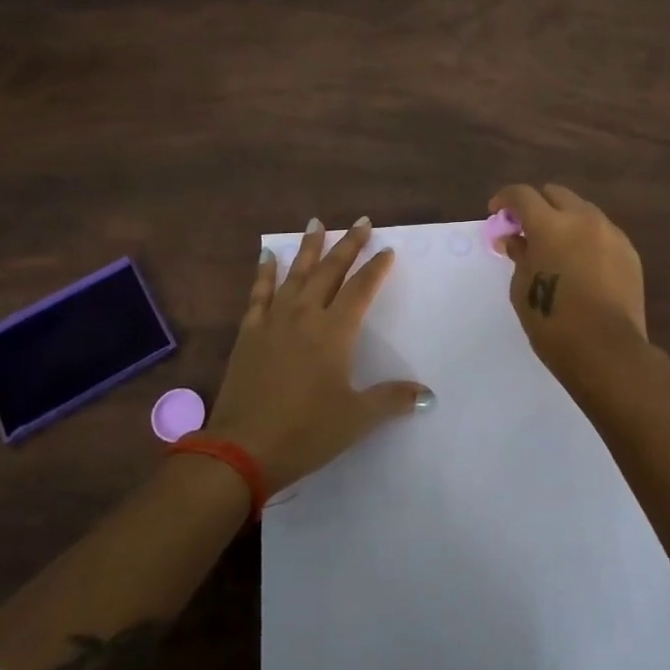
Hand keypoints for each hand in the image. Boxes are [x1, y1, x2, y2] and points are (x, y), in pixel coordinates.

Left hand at [205, 218, 432, 492]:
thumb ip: (391, 400)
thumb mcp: (356, 419)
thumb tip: (427, 395)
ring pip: (295, 274)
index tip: (386, 249)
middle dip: (347, 245)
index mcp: (334, 331)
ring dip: (308, 247)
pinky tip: (267, 256)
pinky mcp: (249, 332)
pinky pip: (259, 293)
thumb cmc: (306, 432)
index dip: (376, 268)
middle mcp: (305, 315)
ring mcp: (274, 320)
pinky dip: (264, 273)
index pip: (361, 289)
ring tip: (316, 222)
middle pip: (330, 271)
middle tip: (360, 221)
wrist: (242, 449)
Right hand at [488, 184, 663, 393]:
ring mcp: (610, 233)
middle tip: (526, 229)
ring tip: (556, 247)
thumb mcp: (523, 288)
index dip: (505, 199)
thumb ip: (519, 255)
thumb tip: (516, 239)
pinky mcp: (629, 252)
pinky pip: (602, 232)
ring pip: (582, 210)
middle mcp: (582, 219)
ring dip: (564, 220)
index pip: (522, 195)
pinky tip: (581, 264)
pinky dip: (586, 238)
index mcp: (550, 225)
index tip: (496, 214)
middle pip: (555, 194)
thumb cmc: (553, 322)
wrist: (608, 350)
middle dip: (537, 205)